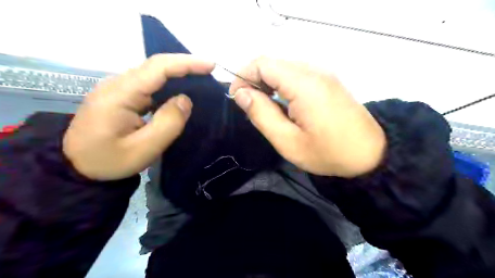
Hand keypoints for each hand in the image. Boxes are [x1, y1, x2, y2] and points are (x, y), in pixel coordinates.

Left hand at [62, 53, 214, 179]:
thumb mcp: (143, 149)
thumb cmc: (110, 161)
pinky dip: (168, 84)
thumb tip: (185, 100)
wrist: (77, 167)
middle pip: (155, 66)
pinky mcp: (121, 95)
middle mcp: (117, 84)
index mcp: (120, 94)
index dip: (186, 63)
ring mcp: (118, 88)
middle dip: (185, 66)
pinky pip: (149, 84)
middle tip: (209, 72)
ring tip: (200, 80)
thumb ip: (168, 123)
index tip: (210, 66)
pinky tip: (180, 91)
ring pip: (153, 74)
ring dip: (178, 74)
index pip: (157, 68)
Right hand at [229, 58, 385, 177]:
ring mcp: (323, 73)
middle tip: (250, 107)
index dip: (243, 76)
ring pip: (283, 67)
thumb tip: (241, 93)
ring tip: (265, 108)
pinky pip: (296, 74)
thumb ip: (261, 114)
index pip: (262, 63)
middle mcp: (314, 70)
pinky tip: (283, 104)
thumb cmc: (328, 152)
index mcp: (304, 83)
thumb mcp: (288, 141)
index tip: (237, 98)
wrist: (371, 154)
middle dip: (254, 80)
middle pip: (272, 63)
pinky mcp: (328, 80)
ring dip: (267, 83)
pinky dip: (281, 85)